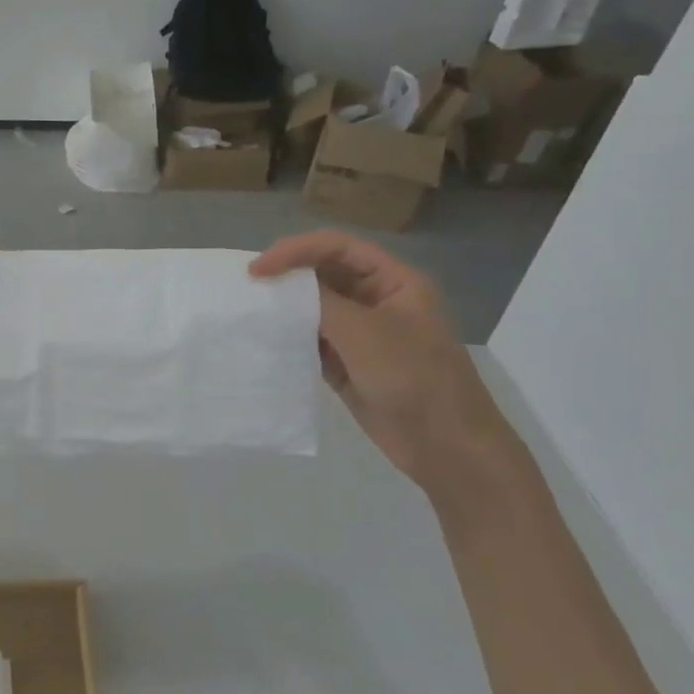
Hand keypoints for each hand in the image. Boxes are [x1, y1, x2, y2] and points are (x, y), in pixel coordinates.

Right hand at [250, 231, 515, 487]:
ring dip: (286, 306)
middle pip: (324, 273)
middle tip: (248, 285)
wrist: (445, 446)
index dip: (296, 250)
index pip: (338, 247)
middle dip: (288, 275)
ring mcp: (361, 333)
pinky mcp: (347, 363)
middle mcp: (376, 300)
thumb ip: (321, 301)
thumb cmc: (414, 378)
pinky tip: (266, 339)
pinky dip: (290, 336)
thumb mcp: (366, 332)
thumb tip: (280, 283)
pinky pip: (312, 339)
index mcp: (394, 281)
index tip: (258, 268)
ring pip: (315, 307)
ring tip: (251, 309)